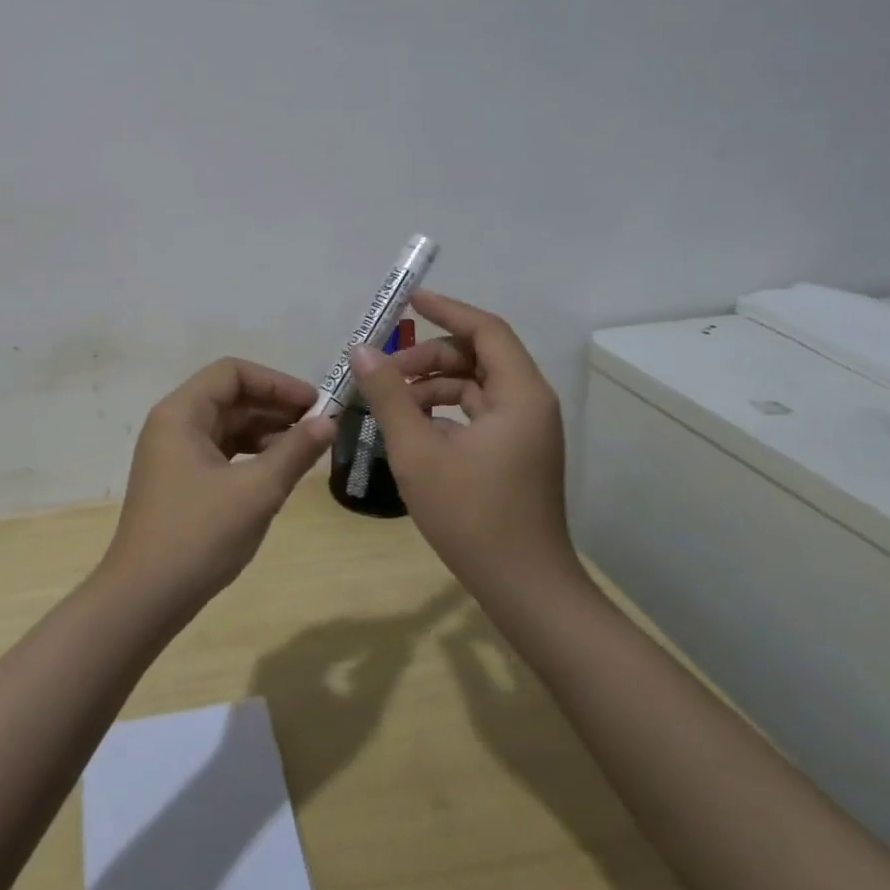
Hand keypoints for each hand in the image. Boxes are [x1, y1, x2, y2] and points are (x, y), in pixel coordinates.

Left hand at [102, 359, 335, 619]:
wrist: (144, 598)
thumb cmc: (198, 536)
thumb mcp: (256, 492)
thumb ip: (294, 452)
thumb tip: (329, 422)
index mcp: (181, 413)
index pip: (232, 373)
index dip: (276, 382)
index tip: (314, 404)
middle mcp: (173, 424)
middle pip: (229, 396)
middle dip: (275, 407)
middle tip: (319, 426)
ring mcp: (174, 454)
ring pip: (227, 426)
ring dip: (266, 431)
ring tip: (305, 449)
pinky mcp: (180, 480)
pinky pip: (220, 452)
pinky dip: (250, 455)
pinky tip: (278, 470)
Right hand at [348, 289, 576, 592]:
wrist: (525, 589)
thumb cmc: (472, 515)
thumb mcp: (418, 451)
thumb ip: (388, 395)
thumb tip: (361, 350)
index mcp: (519, 395)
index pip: (485, 330)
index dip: (446, 309)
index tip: (408, 300)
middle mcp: (529, 404)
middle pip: (477, 356)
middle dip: (428, 357)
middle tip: (383, 372)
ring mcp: (524, 432)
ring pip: (474, 387)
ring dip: (431, 386)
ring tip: (389, 406)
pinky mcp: (514, 454)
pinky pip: (476, 413)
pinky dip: (443, 412)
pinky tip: (410, 430)